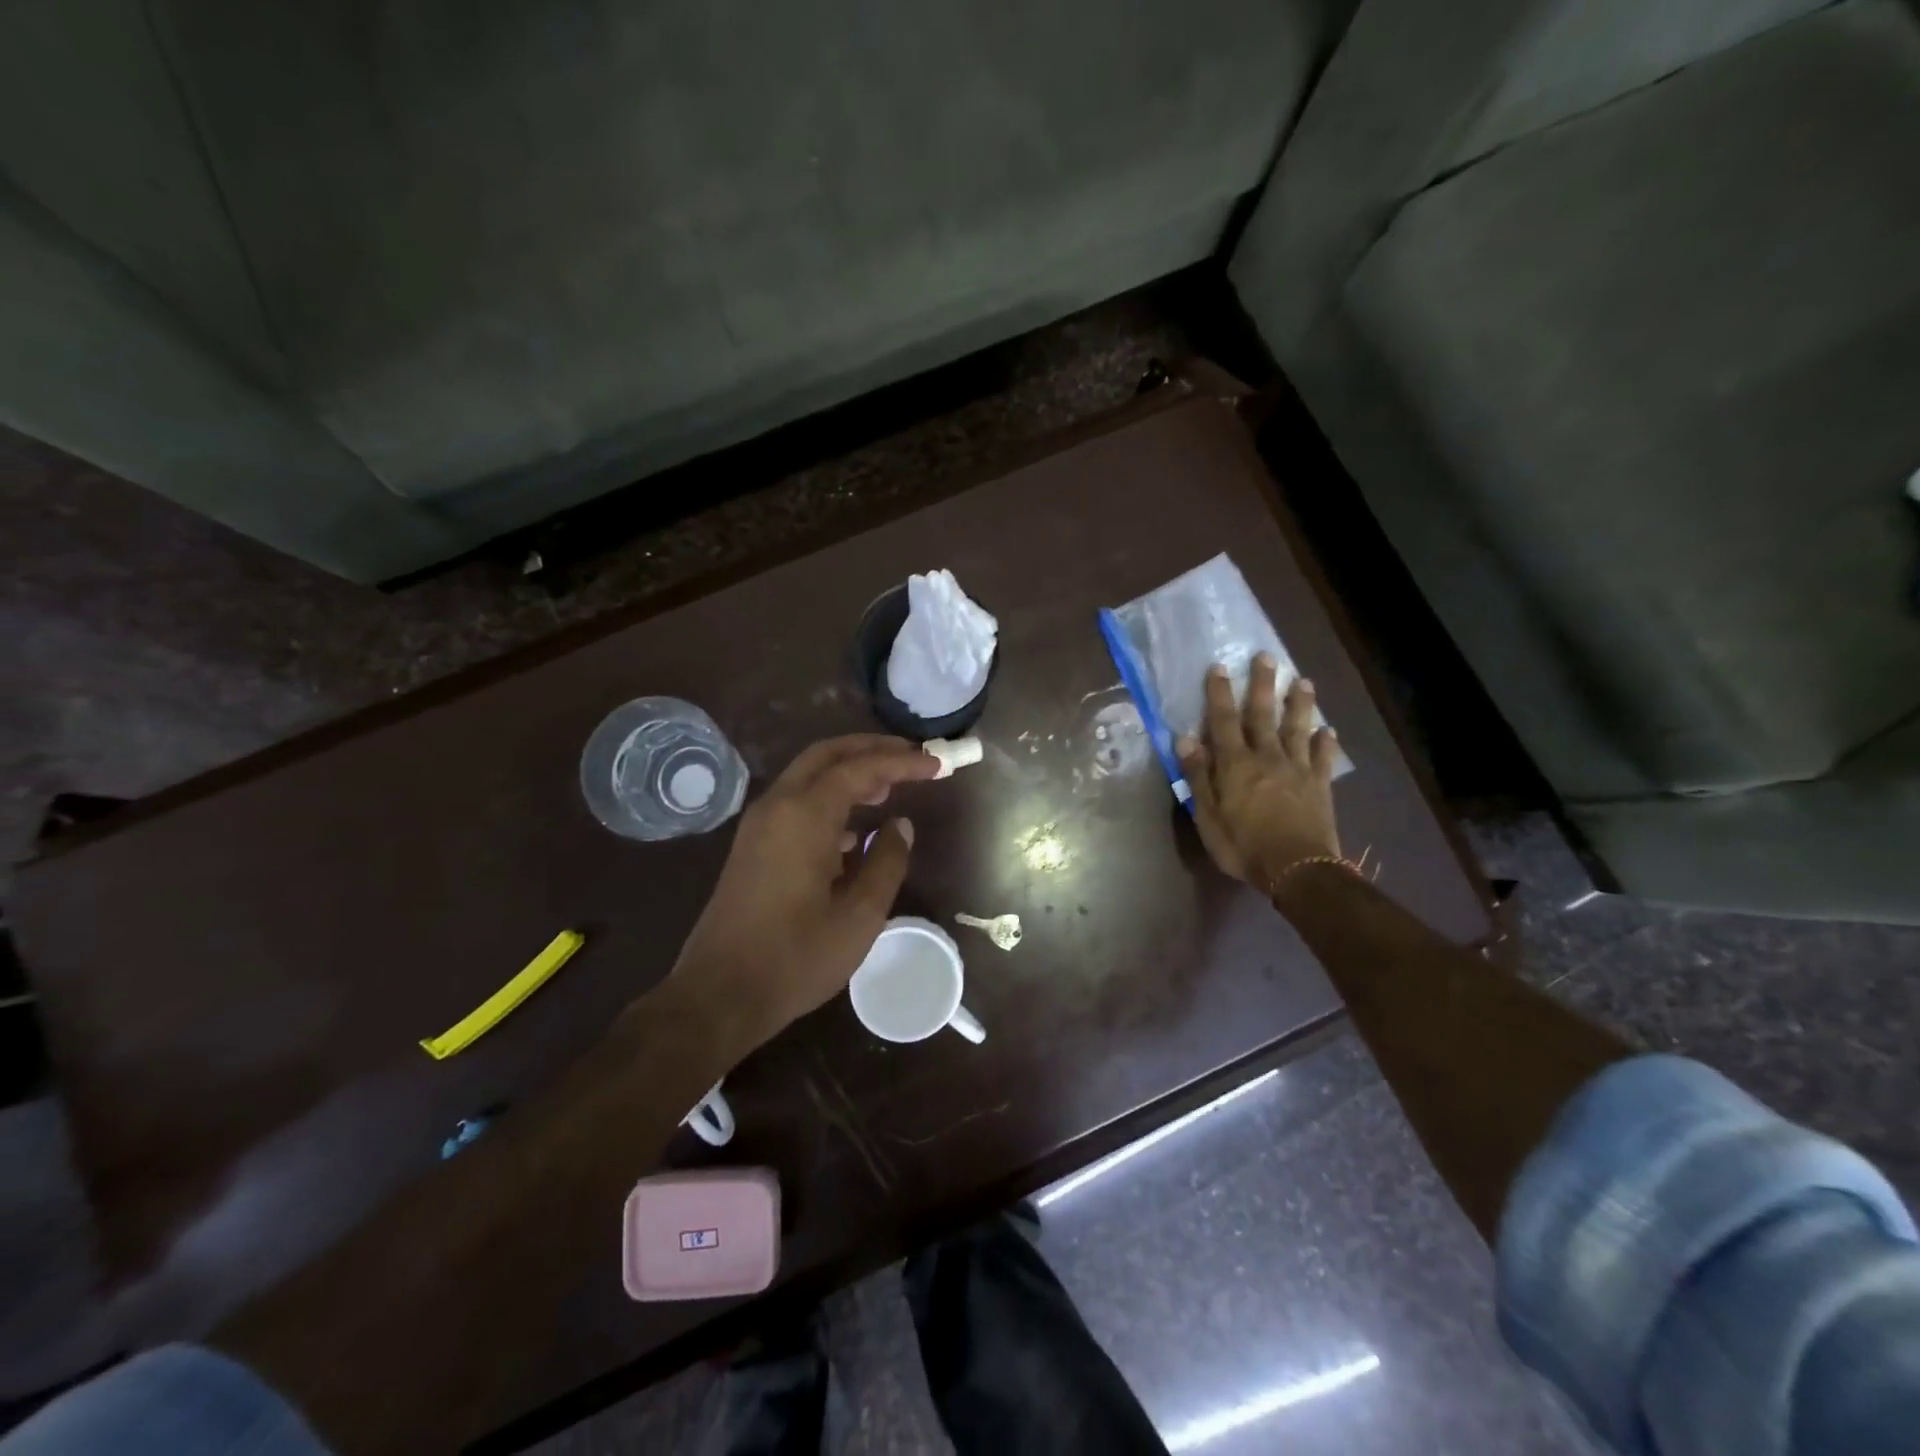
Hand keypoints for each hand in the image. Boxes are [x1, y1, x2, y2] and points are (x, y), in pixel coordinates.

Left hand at [668, 735, 938, 1048]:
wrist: (719, 994)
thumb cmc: (796, 958)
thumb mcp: (859, 916)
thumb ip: (886, 862)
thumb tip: (899, 825)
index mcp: (804, 816)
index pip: (860, 769)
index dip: (902, 762)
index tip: (938, 764)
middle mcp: (777, 806)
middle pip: (827, 755)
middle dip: (871, 749)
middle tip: (912, 756)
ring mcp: (759, 824)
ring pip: (808, 776)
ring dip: (849, 772)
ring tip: (889, 787)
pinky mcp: (753, 845)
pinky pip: (796, 802)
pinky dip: (829, 798)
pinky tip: (853, 828)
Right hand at [1176, 655, 1341, 890]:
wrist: (1297, 868)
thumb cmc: (1243, 845)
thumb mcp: (1207, 815)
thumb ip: (1198, 776)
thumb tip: (1186, 739)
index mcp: (1236, 764)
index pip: (1224, 721)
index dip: (1220, 693)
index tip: (1219, 667)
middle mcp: (1267, 757)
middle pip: (1264, 714)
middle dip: (1263, 684)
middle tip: (1266, 656)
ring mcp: (1297, 769)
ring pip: (1297, 728)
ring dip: (1299, 703)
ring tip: (1302, 680)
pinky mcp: (1319, 785)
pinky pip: (1323, 757)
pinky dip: (1325, 742)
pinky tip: (1328, 730)